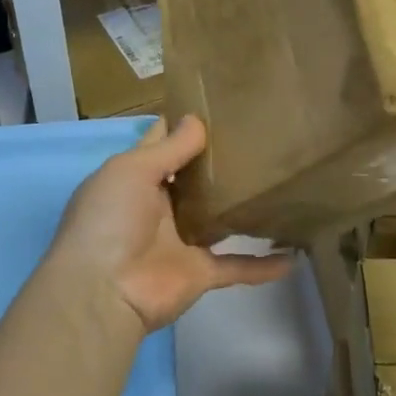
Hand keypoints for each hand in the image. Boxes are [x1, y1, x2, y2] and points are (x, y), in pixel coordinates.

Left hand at [47, 116, 291, 331]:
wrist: (102, 292)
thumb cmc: (110, 220)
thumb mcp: (133, 171)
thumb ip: (170, 148)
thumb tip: (197, 120)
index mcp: (137, 179)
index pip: (162, 144)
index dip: (184, 124)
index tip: (218, 103)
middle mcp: (160, 207)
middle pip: (196, 180)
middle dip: (221, 161)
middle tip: (261, 136)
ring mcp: (183, 241)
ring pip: (220, 219)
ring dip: (243, 208)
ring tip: (280, 184)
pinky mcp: (201, 272)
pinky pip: (238, 266)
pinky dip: (263, 265)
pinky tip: (293, 256)